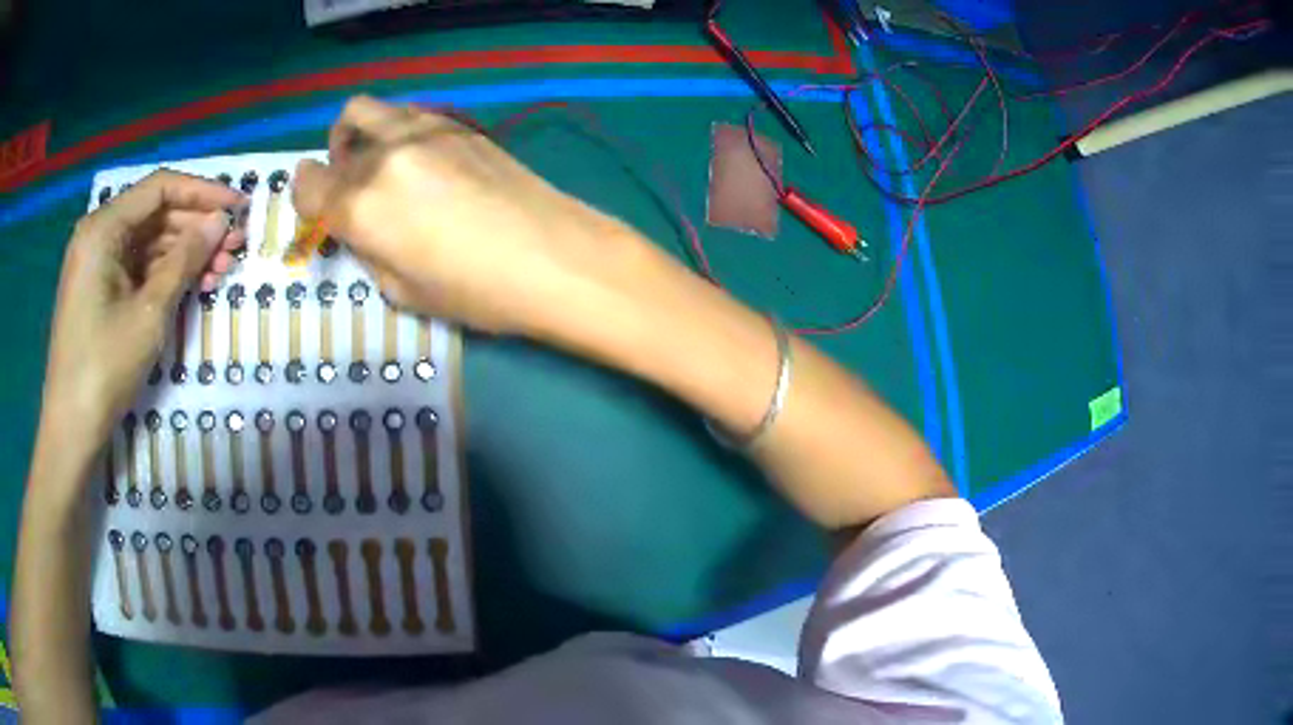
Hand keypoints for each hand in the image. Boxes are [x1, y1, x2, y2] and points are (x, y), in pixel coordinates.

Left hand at [40, 170, 245, 451]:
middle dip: (196, 227)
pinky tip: (193, 285)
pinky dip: (166, 273)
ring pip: (149, 242)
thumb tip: (221, 221)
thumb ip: (184, 260)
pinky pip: (138, 267)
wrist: (71, 428)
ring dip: (185, 253)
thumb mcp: (149, 312)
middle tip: (236, 245)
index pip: (160, 188)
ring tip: (221, 269)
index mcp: (103, 227)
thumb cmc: (104, 367)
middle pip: (155, 214)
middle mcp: (99, 234)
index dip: (203, 192)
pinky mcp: (100, 289)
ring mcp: (98, 263)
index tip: (238, 207)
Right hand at [292, 96, 650, 335]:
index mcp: (360, 205)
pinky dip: (400, 129)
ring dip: (365, 132)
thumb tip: (361, 226)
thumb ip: (368, 249)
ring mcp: (425, 131)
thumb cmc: (477, 292)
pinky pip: (411, 114)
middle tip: (353, 185)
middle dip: (336, 160)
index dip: (306, 198)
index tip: (319, 210)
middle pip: (341, 133)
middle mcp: (385, 156)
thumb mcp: (401, 291)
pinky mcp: (460, 125)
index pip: (307, 183)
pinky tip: (424, 160)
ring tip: (385, 164)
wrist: (555, 257)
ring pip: (374, 109)